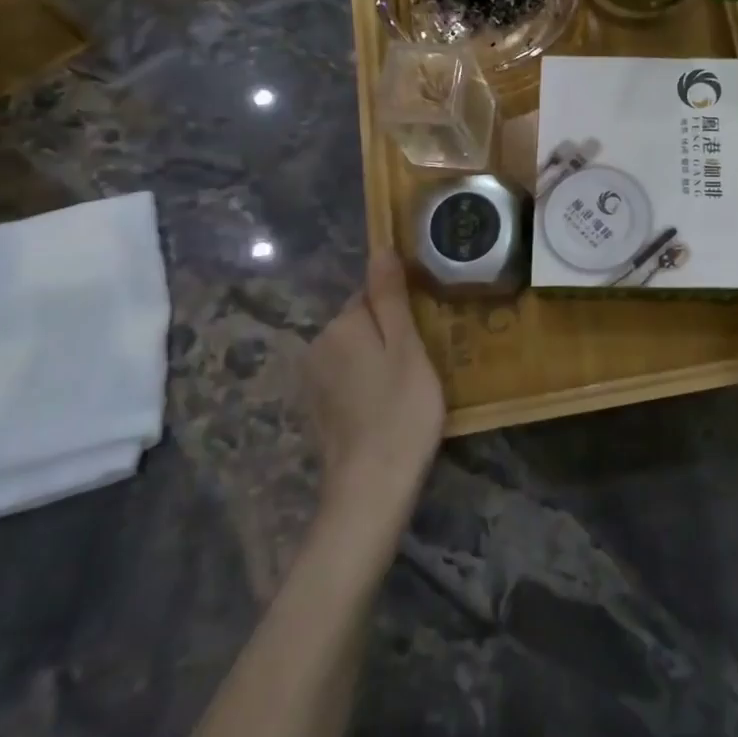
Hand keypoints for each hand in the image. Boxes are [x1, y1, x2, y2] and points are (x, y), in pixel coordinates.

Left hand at [304, 249, 445, 513]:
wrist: (371, 487)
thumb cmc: (401, 410)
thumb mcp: (407, 347)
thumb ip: (390, 297)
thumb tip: (380, 249)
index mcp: (341, 325)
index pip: (371, 292)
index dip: (402, 308)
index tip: (425, 331)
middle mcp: (318, 344)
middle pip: (361, 320)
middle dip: (388, 333)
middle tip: (422, 361)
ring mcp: (312, 379)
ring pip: (354, 350)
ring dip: (377, 359)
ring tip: (408, 386)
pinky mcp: (315, 408)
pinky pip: (346, 377)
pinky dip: (365, 384)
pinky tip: (386, 407)